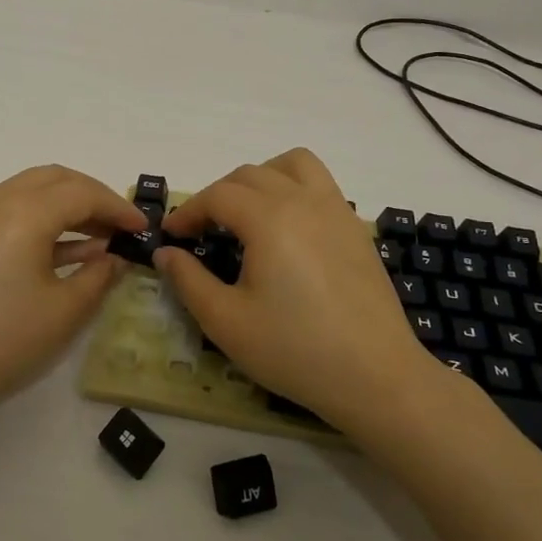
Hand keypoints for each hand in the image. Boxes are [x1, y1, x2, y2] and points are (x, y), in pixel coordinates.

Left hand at [0, 165, 146, 422]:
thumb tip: (115, 257)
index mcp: (24, 211)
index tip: (142, 228)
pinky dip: (40, 220)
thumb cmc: (2, 341)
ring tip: (98, 238)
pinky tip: (63, 250)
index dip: (117, 207)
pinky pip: (9, 211)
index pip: (82, 192)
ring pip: (29, 191)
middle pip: (54, 179)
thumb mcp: (64, 312)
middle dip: (92, 196)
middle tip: (120, 225)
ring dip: (65, 206)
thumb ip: (99, 276)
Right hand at [155, 149, 436, 427]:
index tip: (172, 236)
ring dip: (260, 177)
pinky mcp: (355, 228)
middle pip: (249, 175)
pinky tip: (287, 230)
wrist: (375, 376)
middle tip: (201, 232)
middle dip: (216, 196)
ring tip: (247, 213)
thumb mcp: (226, 321)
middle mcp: (303, 200)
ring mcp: (336, 210)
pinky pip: (320, 184)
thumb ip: (188, 280)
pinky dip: (294, 188)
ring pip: (292, 165)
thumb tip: (166, 253)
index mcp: (269, 219)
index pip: (217, 195)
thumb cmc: (294, 350)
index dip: (188, 211)